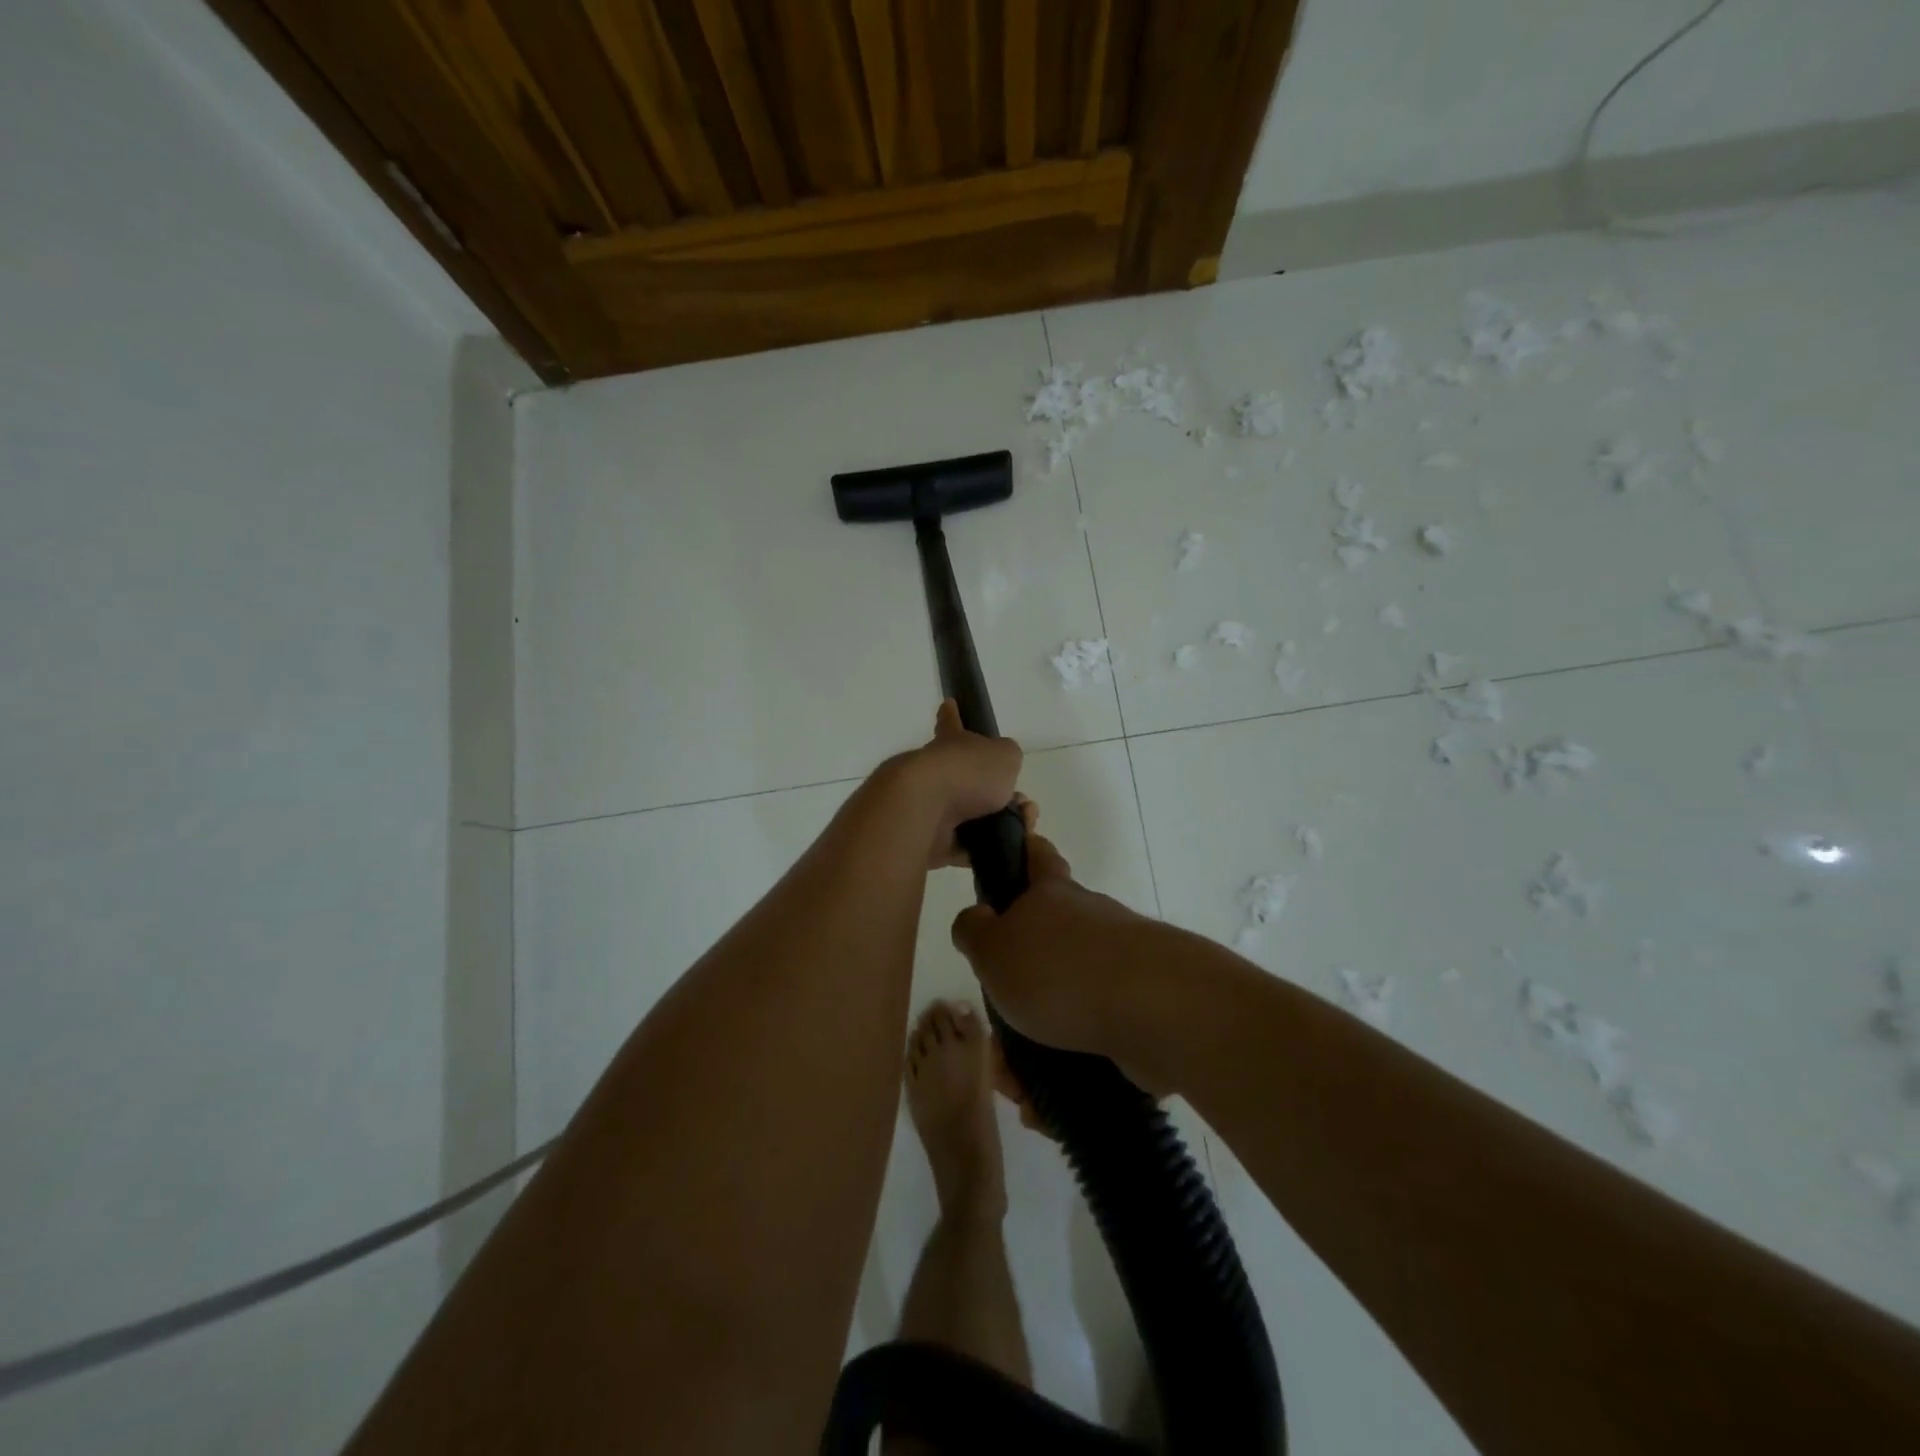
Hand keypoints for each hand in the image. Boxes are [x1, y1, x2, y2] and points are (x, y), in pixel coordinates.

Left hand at [888, 700, 1024, 870]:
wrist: (923, 810)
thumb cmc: (966, 773)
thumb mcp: (1004, 756)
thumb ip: (1007, 759)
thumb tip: (1002, 771)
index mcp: (951, 744)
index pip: (952, 723)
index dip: (953, 714)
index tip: (947, 703)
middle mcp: (936, 772)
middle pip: (968, 779)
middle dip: (996, 790)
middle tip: (1021, 802)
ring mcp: (930, 807)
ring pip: (970, 815)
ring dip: (997, 822)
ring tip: (1022, 827)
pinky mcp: (929, 841)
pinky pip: (963, 847)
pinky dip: (983, 849)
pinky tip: (1005, 849)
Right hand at [950, 832, 1175, 1088]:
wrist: (1155, 1013)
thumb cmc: (1060, 970)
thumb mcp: (993, 948)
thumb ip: (973, 931)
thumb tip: (976, 920)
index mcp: (1053, 896)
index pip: (1037, 856)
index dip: (1023, 851)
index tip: (1013, 860)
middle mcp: (1089, 924)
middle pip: (1043, 947)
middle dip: (1014, 993)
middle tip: (992, 1037)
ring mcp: (1119, 968)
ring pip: (1063, 1004)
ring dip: (1032, 1046)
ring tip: (1016, 1086)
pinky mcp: (1138, 1013)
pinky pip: (1089, 1041)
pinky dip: (1064, 1071)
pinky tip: (1046, 1106)